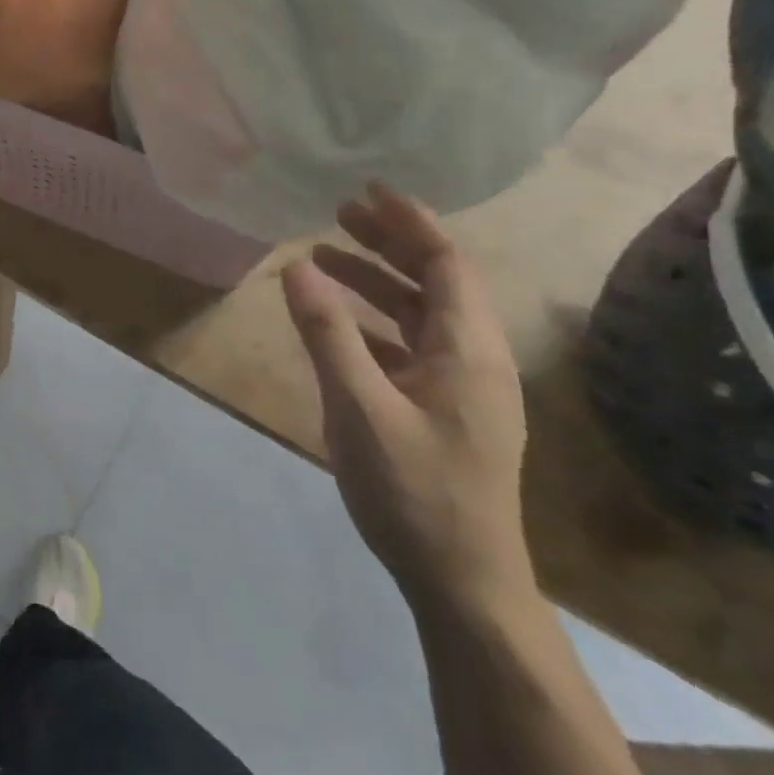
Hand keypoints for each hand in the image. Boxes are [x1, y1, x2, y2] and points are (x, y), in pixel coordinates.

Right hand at [280, 185, 533, 618]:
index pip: (446, 264)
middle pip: (436, 282)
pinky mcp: (447, 412)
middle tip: (339, 214)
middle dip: (389, 243)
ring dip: (379, 281)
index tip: (370, 190)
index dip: (410, 222)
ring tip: (328, 256)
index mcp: (468, 350)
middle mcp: (476, 359)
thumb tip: (297, 265)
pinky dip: (377, 321)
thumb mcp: (359, 407)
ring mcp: (464, 389)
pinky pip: (412, 345)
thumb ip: (327, 332)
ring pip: (422, 314)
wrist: (463, 583)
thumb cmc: (415, 490)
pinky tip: (341, 324)